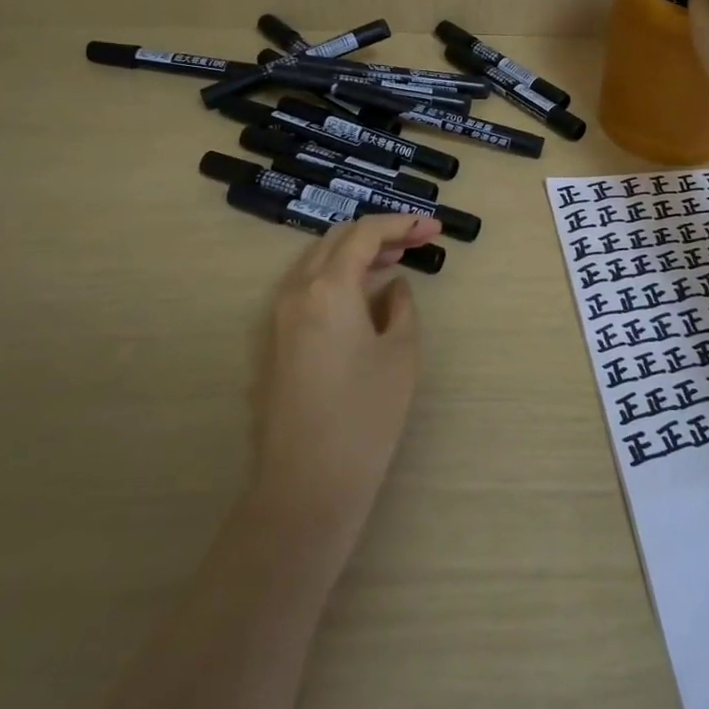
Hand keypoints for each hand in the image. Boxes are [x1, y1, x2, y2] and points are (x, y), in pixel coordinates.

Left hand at [252, 213, 441, 544]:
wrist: (308, 484)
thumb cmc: (365, 415)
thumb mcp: (401, 354)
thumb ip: (400, 306)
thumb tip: (392, 286)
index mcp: (328, 287)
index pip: (365, 234)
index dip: (401, 224)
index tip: (433, 228)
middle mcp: (296, 291)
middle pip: (336, 240)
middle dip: (378, 233)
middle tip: (417, 240)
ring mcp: (279, 317)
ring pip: (318, 262)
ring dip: (356, 254)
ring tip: (395, 260)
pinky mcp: (275, 342)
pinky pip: (307, 289)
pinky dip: (337, 277)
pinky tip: (363, 293)